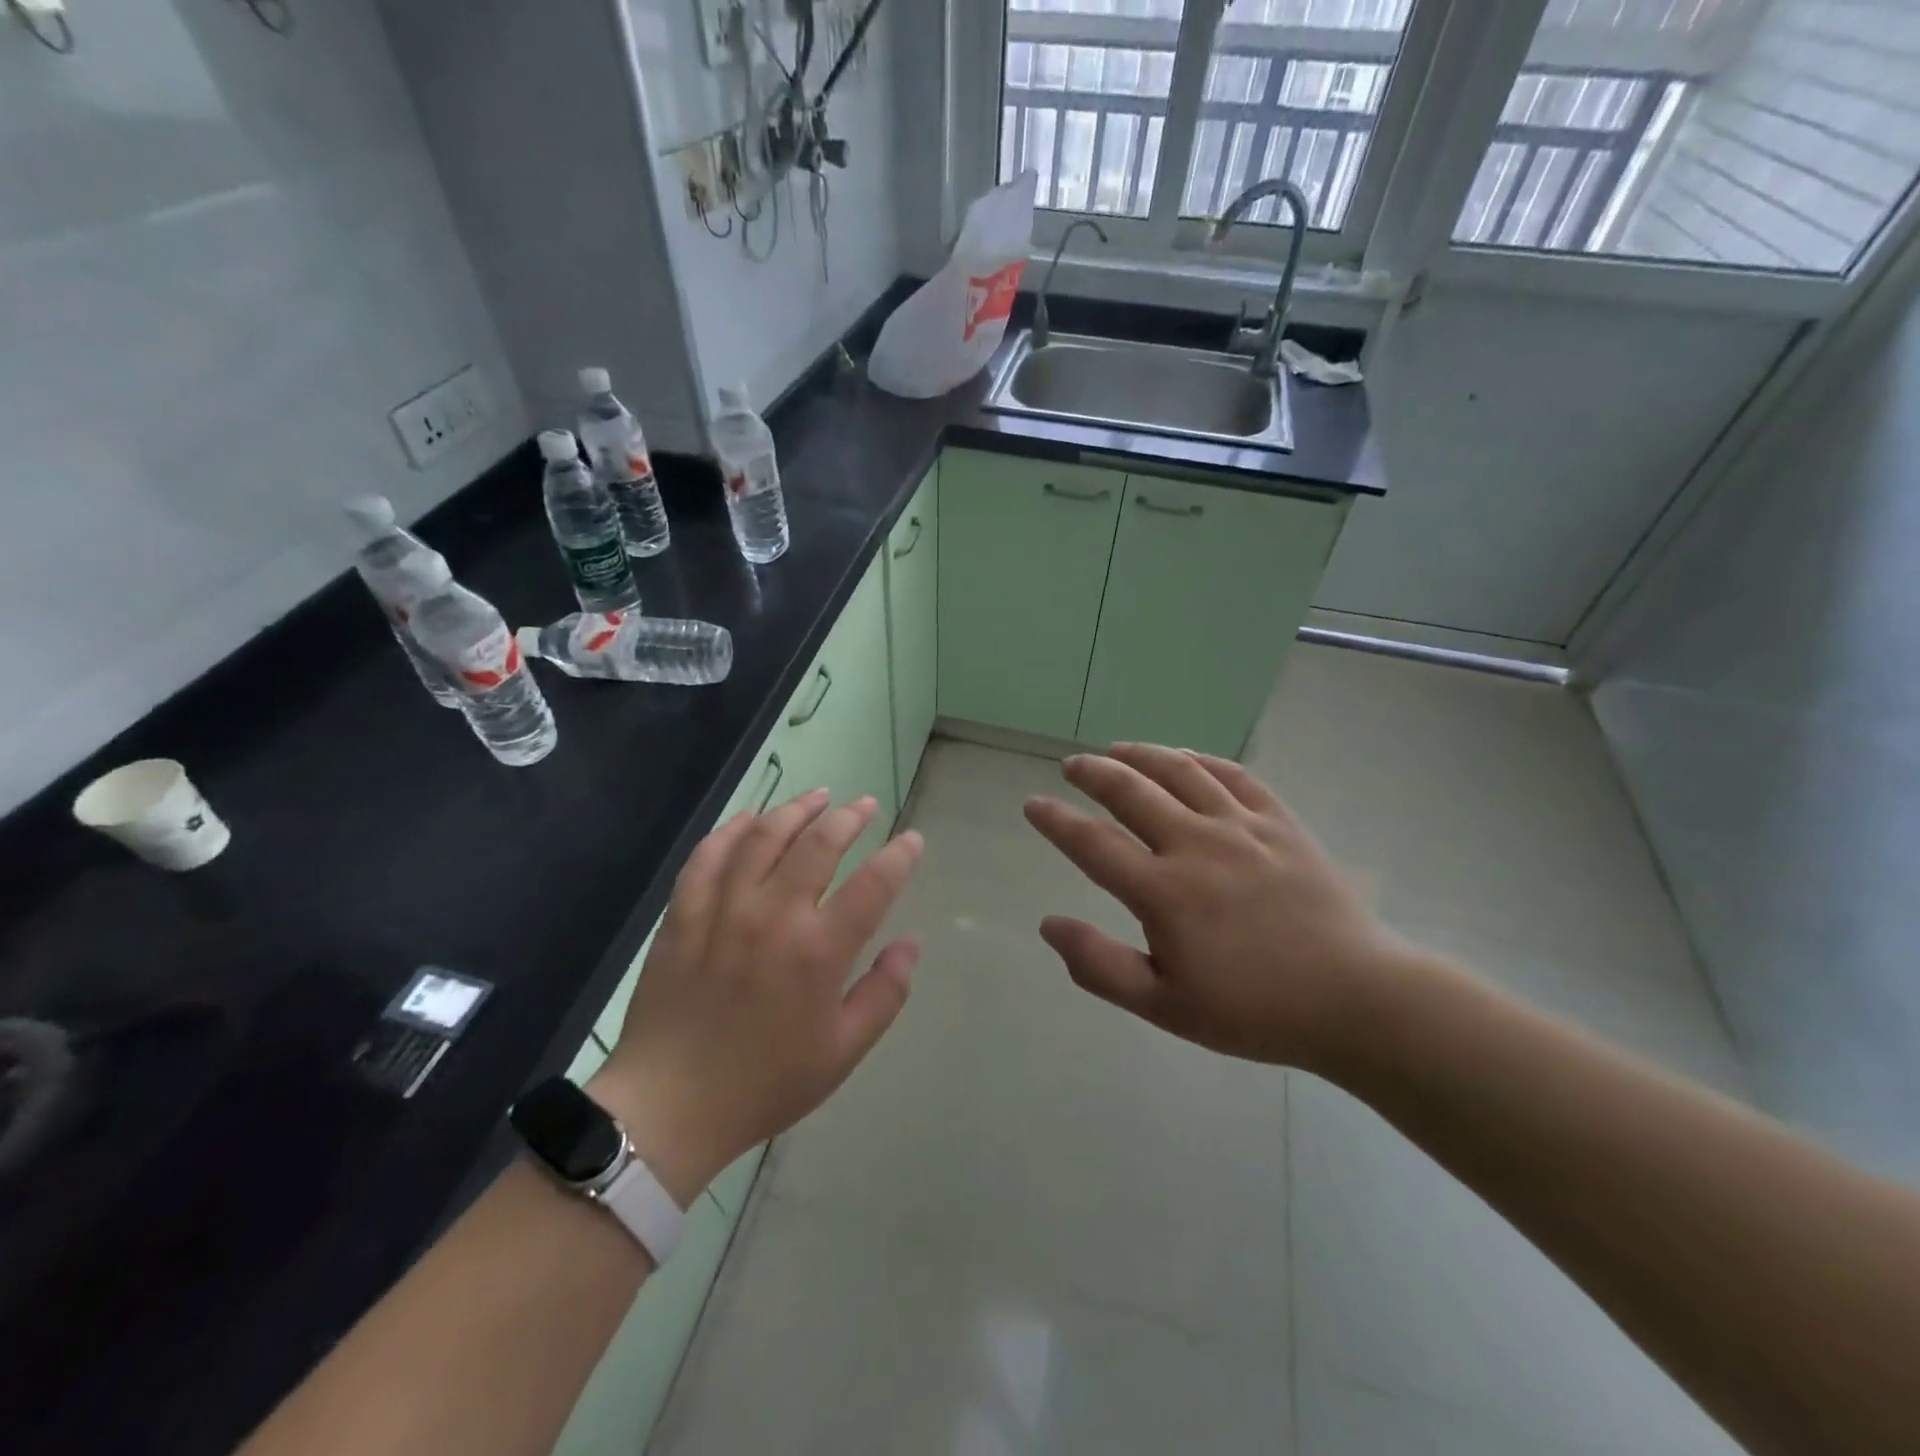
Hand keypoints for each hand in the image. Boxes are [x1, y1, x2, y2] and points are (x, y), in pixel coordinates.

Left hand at [588, 790, 922, 1207]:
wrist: (669, 1107)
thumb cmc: (765, 1083)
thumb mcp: (843, 1052)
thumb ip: (884, 993)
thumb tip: (910, 943)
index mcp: (817, 952)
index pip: (873, 884)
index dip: (899, 856)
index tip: (912, 840)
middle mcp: (773, 916)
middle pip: (819, 844)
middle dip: (849, 817)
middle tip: (864, 805)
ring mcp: (722, 910)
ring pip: (764, 837)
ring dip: (796, 810)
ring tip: (818, 797)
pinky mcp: (683, 914)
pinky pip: (708, 856)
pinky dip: (732, 830)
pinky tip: (751, 820)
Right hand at [1023, 743, 1419, 1073]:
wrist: (1356, 1000)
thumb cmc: (1254, 1010)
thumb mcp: (1165, 1006)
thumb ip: (1099, 965)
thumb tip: (1048, 924)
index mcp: (1163, 892)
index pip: (1091, 843)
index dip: (1056, 821)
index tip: (1033, 804)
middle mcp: (1196, 844)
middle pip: (1131, 791)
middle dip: (1093, 773)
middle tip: (1072, 765)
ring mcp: (1242, 827)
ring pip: (1180, 771)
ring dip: (1141, 754)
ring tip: (1118, 750)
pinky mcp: (1281, 823)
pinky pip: (1235, 776)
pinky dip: (1202, 759)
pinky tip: (1187, 757)